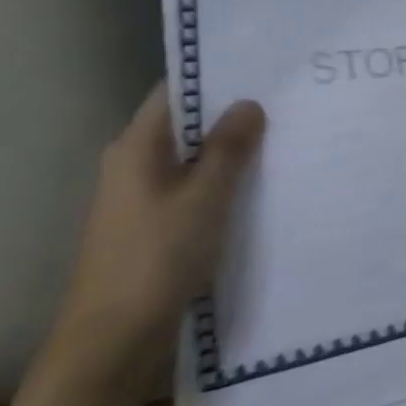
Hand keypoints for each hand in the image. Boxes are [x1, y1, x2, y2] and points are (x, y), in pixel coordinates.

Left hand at [50, 85, 265, 379]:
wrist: (115, 337)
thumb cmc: (157, 257)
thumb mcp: (204, 198)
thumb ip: (228, 150)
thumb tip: (249, 103)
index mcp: (136, 149)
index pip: (175, 92)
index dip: (216, 76)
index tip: (265, 67)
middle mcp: (134, 165)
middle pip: (187, 124)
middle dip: (234, 113)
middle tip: (291, 100)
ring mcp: (143, 197)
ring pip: (195, 158)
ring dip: (234, 149)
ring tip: (288, 136)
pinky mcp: (157, 225)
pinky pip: (197, 187)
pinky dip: (227, 180)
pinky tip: (265, 183)